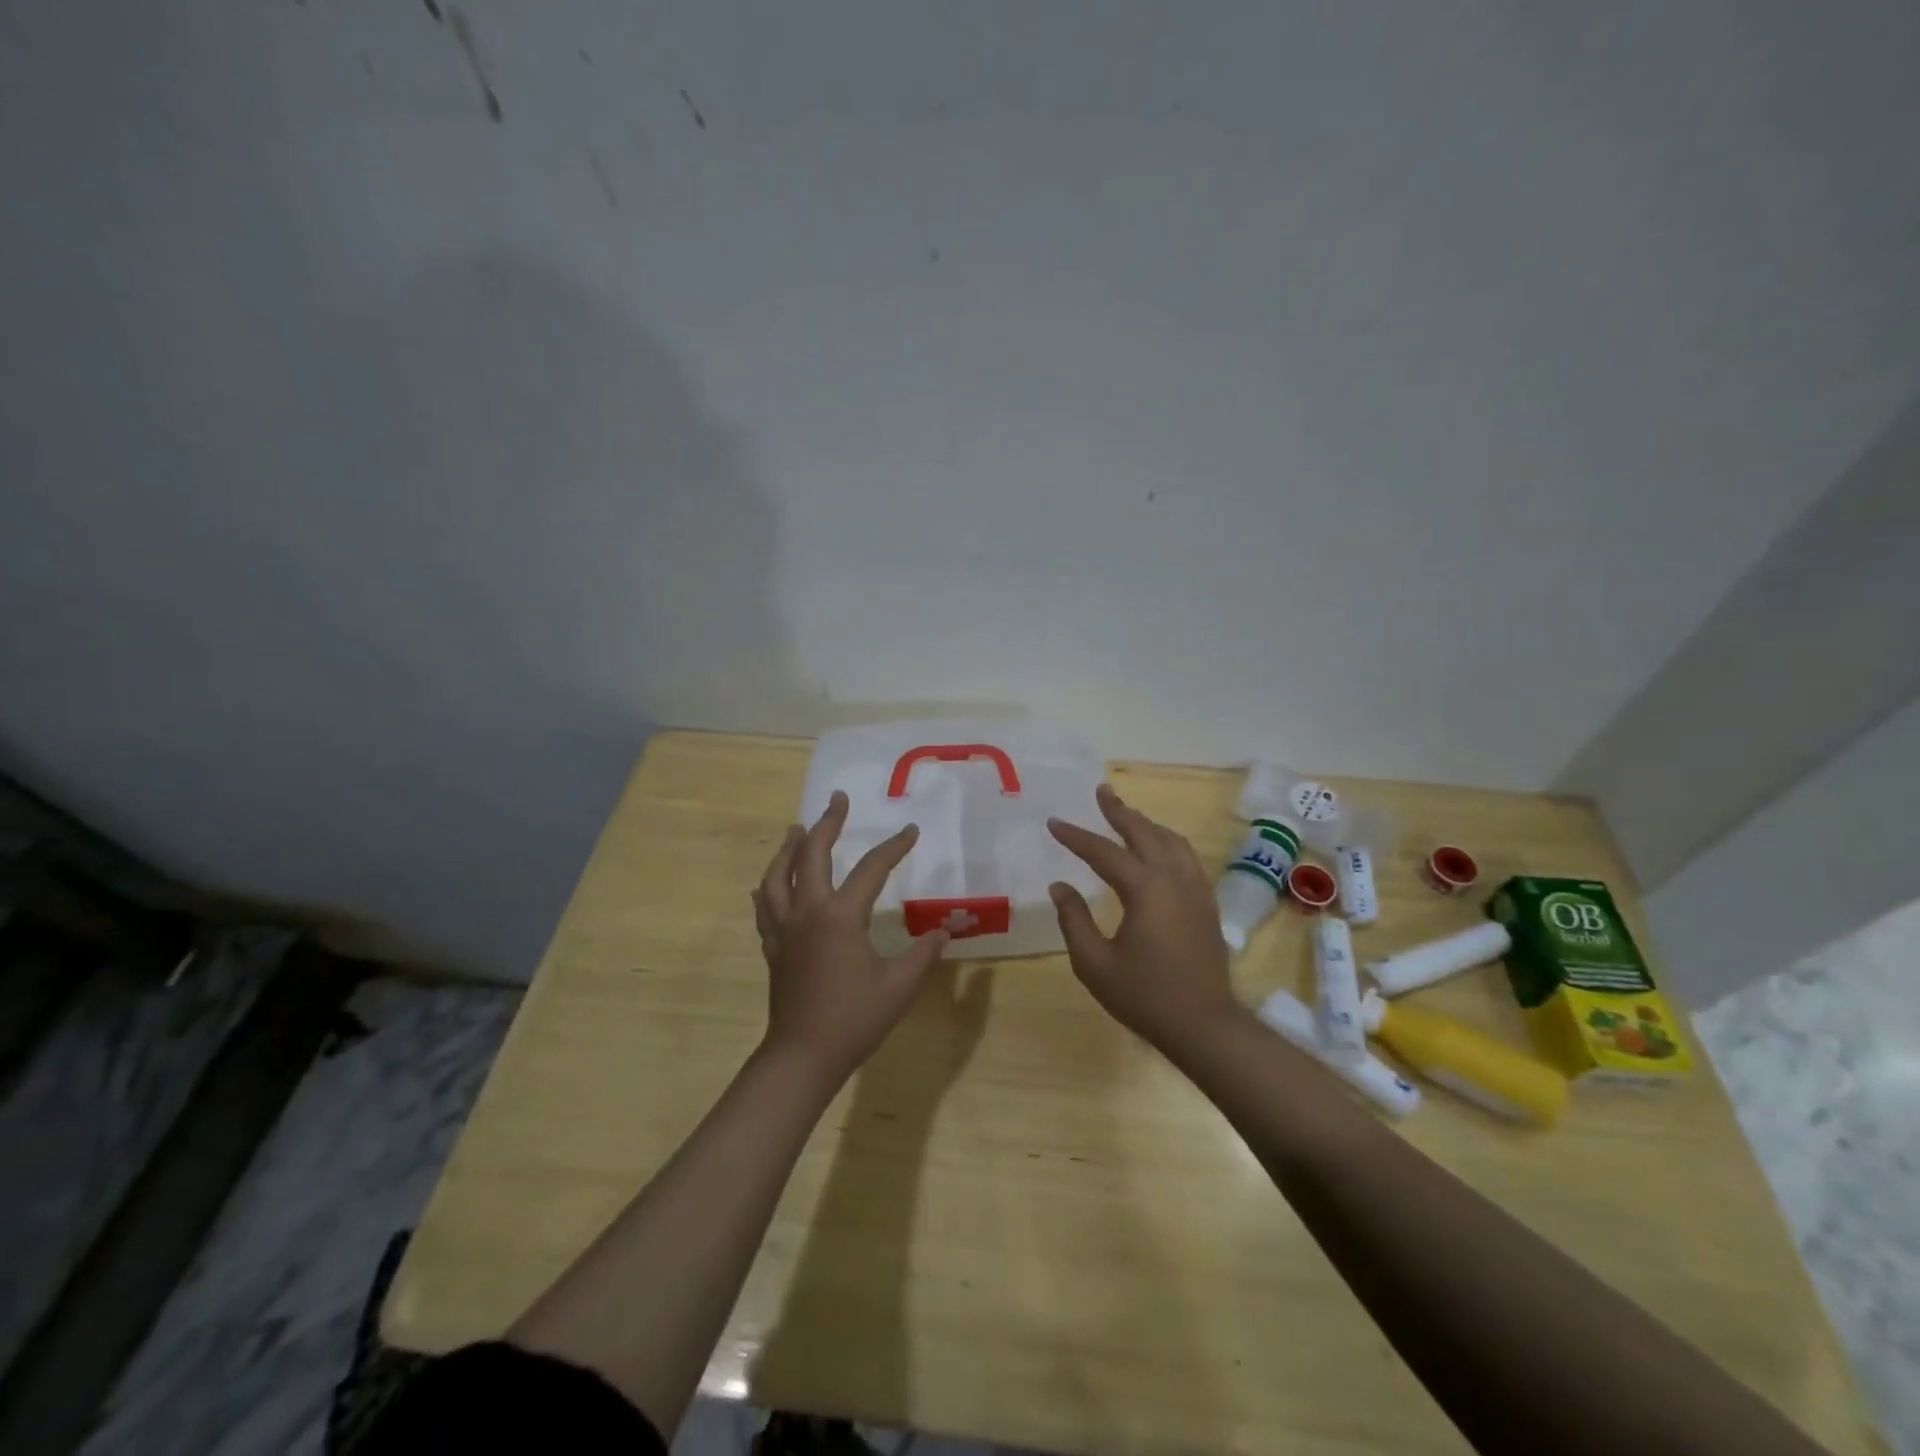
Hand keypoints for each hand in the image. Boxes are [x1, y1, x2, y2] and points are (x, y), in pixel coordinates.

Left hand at [752, 791, 949, 1083]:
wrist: (803, 1055)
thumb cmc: (854, 1019)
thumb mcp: (899, 985)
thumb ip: (923, 953)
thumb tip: (943, 931)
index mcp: (841, 916)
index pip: (871, 869)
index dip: (894, 847)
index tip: (910, 830)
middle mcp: (807, 911)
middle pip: (811, 854)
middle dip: (827, 823)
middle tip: (837, 800)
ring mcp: (784, 928)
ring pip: (777, 875)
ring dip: (789, 848)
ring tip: (798, 830)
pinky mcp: (772, 947)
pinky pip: (765, 905)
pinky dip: (769, 886)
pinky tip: (771, 883)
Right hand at [1047, 784, 1244, 1055]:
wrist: (1204, 1024)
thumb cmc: (1144, 995)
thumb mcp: (1094, 963)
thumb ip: (1073, 920)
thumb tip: (1060, 886)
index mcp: (1145, 889)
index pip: (1103, 852)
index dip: (1076, 836)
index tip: (1054, 823)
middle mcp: (1173, 878)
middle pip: (1144, 832)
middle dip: (1119, 811)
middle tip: (1101, 791)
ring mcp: (1195, 889)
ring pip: (1171, 841)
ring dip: (1146, 823)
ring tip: (1127, 813)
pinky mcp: (1206, 903)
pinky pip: (1186, 857)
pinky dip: (1167, 841)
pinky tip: (1159, 847)